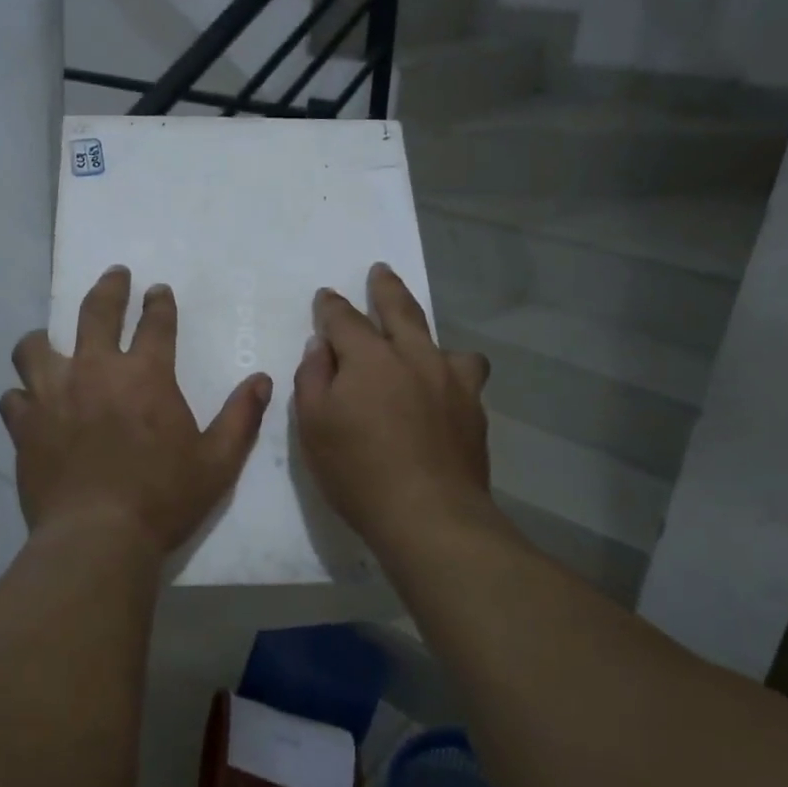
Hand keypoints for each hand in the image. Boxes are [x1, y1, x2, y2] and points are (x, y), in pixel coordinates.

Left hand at [2, 265, 272, 558]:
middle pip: (96, 312)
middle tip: (115, 276)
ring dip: (45, 339)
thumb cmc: (163, 498)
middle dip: (109, 288)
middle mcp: (95, 372)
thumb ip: (241, 417)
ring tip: (49, 341)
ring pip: (36, 347)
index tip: (157, 290)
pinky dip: (23, 396)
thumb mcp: (217, 461)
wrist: (97, 537)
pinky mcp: (25, 426)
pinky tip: (29, 404)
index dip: (158, 302)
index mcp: (145, 375)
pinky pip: (14, 397)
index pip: (155, 323)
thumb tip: (262, 380)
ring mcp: (53, 395)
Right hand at [294, 263, 493, 552]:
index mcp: (370, 358)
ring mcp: (451, 381)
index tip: (325, 297)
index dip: (331, 307)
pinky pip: (465, 376)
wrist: (430, 515)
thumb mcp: (313, 426)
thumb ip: (313, 378)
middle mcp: (415, 356)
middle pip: (400, 310)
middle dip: (386, 288)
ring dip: (427, 334)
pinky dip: (450, 374)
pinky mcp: (474, 408)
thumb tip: (321, 346)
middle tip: (380, 271)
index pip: (344, 319)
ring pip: (443, 342)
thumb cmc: (358, 471)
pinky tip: (444, 392)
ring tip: (423, 343)